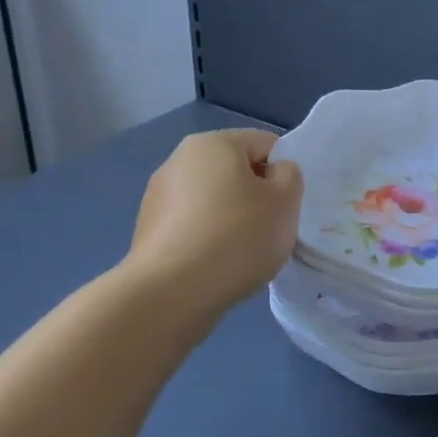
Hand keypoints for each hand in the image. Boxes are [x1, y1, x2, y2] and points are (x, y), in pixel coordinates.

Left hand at [128, 129, 302, 312]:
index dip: (284, 172)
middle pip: (236, 170)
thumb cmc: (237, 237)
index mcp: (213, 143)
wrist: (171, 294)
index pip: (265, 144)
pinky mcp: (148, 230)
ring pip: (213, 200)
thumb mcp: (285, 201)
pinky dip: (209, 239)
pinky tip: (216, 266)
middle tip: (270, 230)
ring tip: (241, 254)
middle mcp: (179, 160)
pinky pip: (193, 226)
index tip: (287, 205)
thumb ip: (289, 175)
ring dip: (232, 218)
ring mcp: (158, 196)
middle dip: (256, 196)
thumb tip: (273, 173)